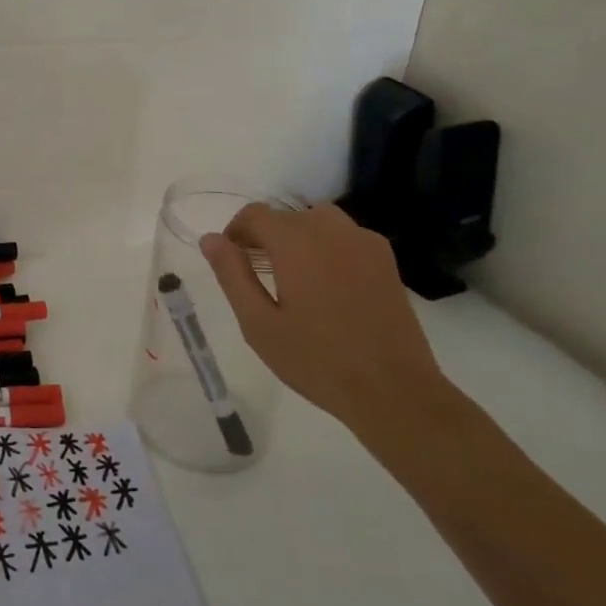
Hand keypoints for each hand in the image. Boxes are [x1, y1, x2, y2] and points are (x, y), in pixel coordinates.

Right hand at [199, 203, 449, 438]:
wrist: (394, 390)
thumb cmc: (316, 360)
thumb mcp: (258, 323)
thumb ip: (232, 274)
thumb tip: (211, 239)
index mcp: (296, 241)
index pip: (255, 214)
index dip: (236, 232)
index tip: (231, 261)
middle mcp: (331, 230)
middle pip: (286, 216)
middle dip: (266, 237)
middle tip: (258, 276)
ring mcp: (364, 242)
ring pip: (318, 221)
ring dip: (298, 237)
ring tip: (293, 278)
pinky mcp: (385, 260)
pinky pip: (346, 237)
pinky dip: (327, 247)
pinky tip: (328, 286)